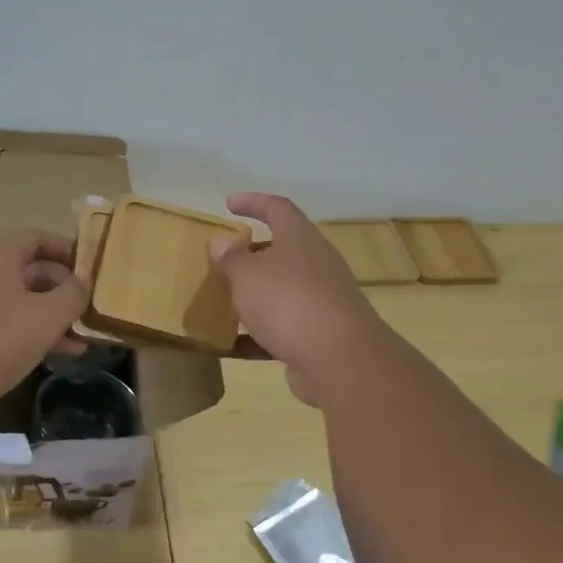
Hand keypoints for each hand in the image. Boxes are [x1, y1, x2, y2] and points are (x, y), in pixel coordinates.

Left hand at [0, 229, 89, 416]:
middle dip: (64, 291)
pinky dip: (29, 333)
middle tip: (90, 312)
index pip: (37, 237)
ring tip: (80, 343)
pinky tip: (51, 356)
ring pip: (19, 301)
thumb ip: (73, 295)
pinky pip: (3, 323)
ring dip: (50, 318)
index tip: (91, 269)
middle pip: (30, 270)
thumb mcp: (45, 317)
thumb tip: (84, 281)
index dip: (67, 249)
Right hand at [212, 194, 394, 405]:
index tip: (229, 203)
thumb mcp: (248, 275)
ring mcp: (321, 301)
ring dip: (254, 295)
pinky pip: (281, 329)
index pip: (278, 209)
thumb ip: (232, 258)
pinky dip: (256, 335)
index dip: (254, 202)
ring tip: (222, 302)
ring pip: (281, 291)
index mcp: (300, 239)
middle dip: (252, 254)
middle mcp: (316, 265)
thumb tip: (222, 242)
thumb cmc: (289, 302)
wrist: (341, 360)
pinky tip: (229, 347)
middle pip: (282, 250)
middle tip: (223, 260)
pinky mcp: (319, 336)